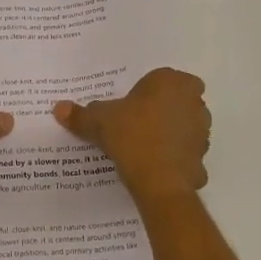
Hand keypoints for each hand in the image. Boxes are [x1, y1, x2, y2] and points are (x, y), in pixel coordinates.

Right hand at [54, 68, 209, 202]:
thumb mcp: (99, 121)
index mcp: (171, 82)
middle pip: (176, 101)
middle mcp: (193, 101)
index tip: (130, 106)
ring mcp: (202, 131)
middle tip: (135, 124)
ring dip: (170, 133)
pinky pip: (185, 154)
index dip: (146, 91)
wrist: (158, 180)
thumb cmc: (131, 136)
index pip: (162, 79)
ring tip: (142, 147)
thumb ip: (81, 114)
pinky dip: (173, 159)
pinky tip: (154, 168)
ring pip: (184, 127)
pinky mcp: (202, 158)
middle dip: (161, 110)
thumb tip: (58, 108)